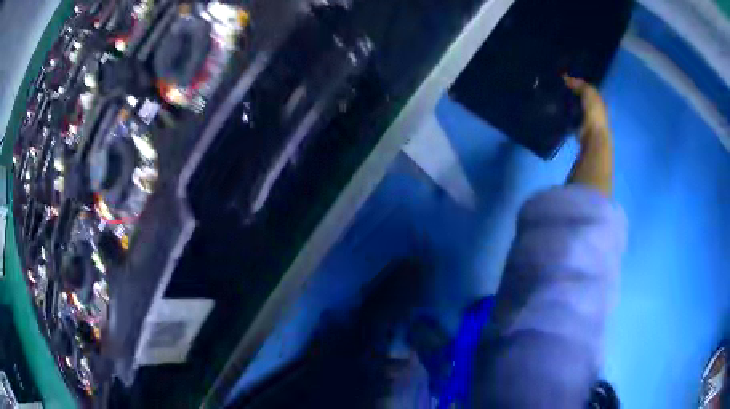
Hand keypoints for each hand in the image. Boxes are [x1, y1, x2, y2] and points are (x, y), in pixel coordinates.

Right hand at [563, 76, 612, 194]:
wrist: (594, 138)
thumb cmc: (594, 114)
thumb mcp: (589, 94)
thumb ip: (580, 85)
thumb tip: (565, 78)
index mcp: (598, 101)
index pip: (587, 89)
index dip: (577, 83)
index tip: (564, 79)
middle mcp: (594, 110)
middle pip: (581, 98)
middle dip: (571, 93)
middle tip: (557, 87)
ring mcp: (586, 121)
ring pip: (575, 107)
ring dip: (567, 104)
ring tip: (554, 97)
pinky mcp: (578, 129)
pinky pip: (570, 117)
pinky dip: (564, 114)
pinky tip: (556, 109)